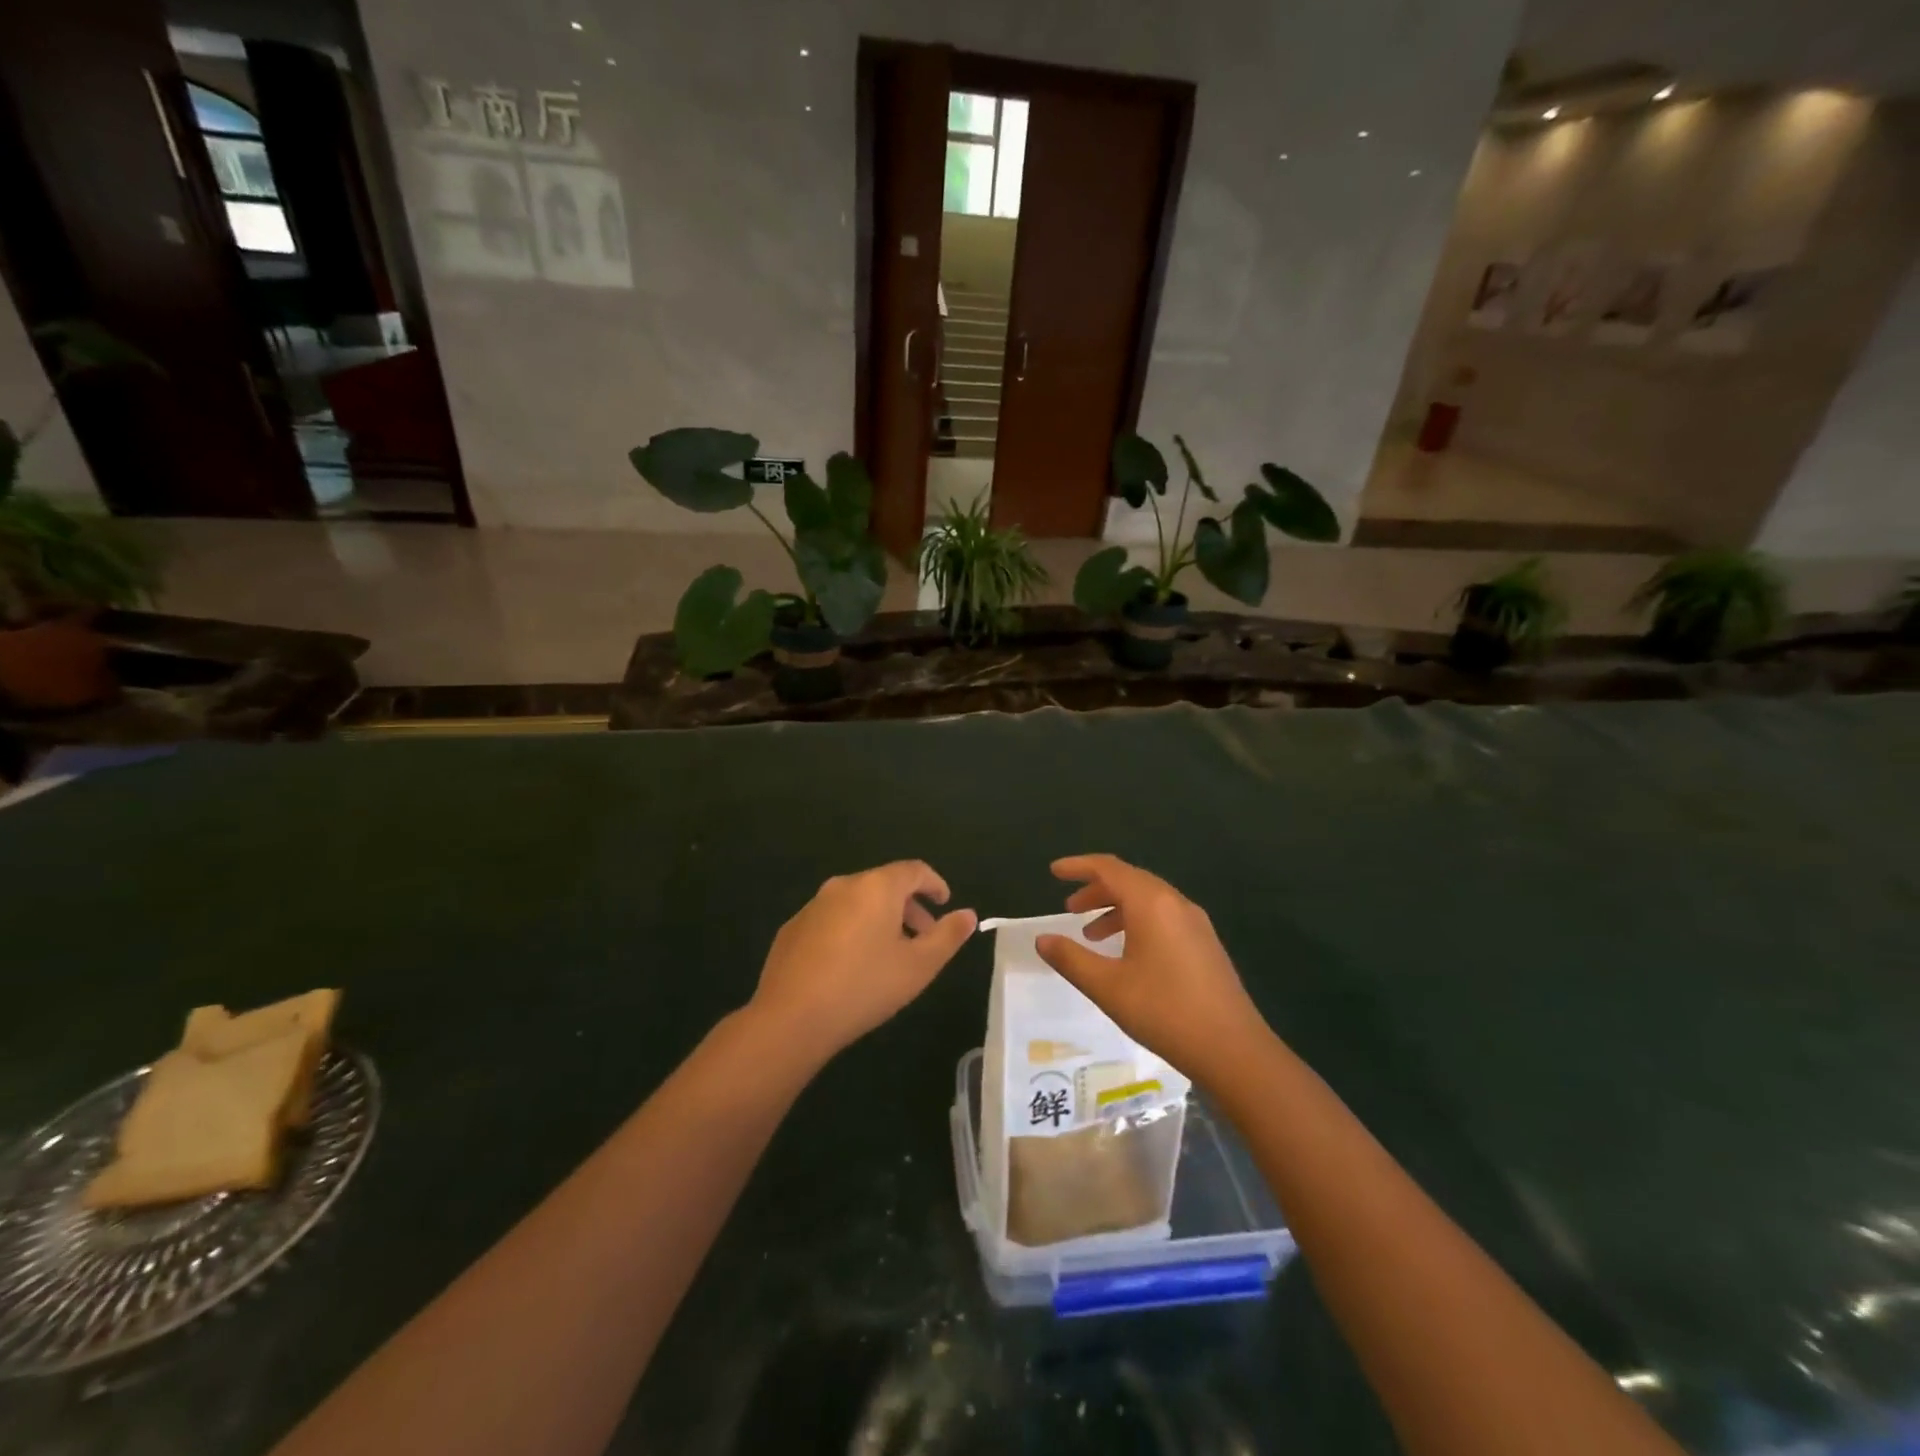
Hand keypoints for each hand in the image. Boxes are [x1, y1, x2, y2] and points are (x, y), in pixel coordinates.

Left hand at [749, 861, 975, 1065]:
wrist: (790, 1018)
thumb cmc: (864, 987)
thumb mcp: (918, 966)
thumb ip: (947, 936)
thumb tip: (968, 914)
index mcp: (876, 887)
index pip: (914, 870)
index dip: (934, 883)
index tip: (945, 903)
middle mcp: (843, 885)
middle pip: (884, 884)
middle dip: (908, 906)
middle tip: (923, 936)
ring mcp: (813, 905)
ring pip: (857, 901)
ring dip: (879, 919)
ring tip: (889, 953)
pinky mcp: (792, 928)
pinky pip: (832, 919)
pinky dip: (850, 930)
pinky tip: (851, 965)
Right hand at [1034, 854, 1267, 1080]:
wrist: (1233, 1049)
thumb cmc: (1165, 1011)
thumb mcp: (1108, 986)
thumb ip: (1071, 958)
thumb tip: (1042, 939)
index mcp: (1151, 903)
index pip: (1109, 869)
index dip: (1079, 866)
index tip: (1054, 872)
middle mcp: (1175, 903)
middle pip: (1130, 880)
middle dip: (1096, 889)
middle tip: (1069, 908)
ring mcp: (1195, 923)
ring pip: (1148, 900)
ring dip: (1116, 908)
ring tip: (1091, 934)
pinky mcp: (1205, 944)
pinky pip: (1163, 917)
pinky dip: (1137, 922)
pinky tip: (1126, 953)